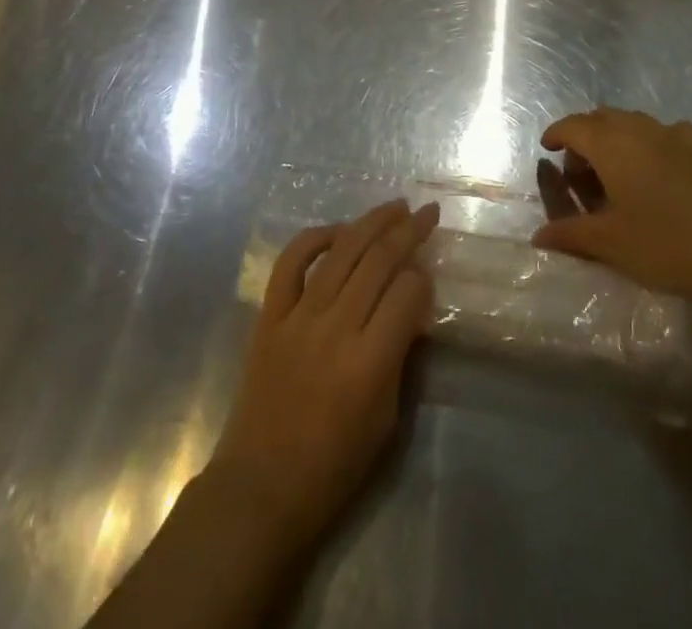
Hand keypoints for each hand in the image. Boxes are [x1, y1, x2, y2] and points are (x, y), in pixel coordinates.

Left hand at [207, 199, 437, 547]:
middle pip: (378, 261)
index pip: (408, 294)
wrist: (262, 485)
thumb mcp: (386, 419)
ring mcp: (298, 317)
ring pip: (341, 251)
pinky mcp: (270, 315)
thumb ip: (400, 356)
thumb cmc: (334, 466)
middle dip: (408, 231)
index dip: (424, 279)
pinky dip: (314, 238)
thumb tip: (412, 307)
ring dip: (371, 222)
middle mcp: (335, 328)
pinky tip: (337, 231)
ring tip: (394, 206)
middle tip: (427, 212)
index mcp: (369, 363)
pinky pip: (291, 262)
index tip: (429, 274)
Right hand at [531, 108, 691, 298]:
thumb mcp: (612, 244)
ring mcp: (673, 135)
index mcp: (610, 144)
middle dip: (584, 137)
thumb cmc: (669, 240)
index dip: (556, 134)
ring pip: (632, 123)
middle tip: (579, 172)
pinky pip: (663, 134)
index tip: (547, 149)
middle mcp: (638, 129)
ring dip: (615, 138)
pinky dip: (649, 144)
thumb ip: (572, 235)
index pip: (572, 126)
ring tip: (615, 173)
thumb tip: (538, 235)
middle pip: (601, 118)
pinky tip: (658, 169)